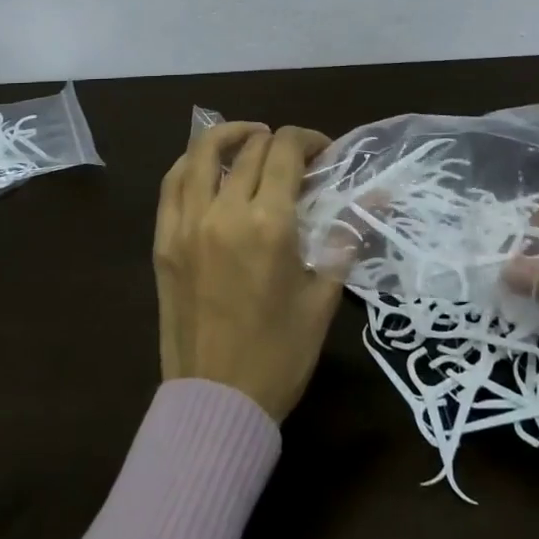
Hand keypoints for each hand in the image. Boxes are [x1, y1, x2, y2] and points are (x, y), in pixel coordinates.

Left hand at [154, 122, 341, 421]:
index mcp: (268, 224)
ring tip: (251, 140)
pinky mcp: (164, 240)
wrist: (217, 402)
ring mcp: (187, 224)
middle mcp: (224, 212)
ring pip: (203, 153)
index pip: (286, 151)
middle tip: (297, 160)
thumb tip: (375, 198)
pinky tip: (210, 167)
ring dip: (231, 136)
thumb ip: (345, 237)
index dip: (309, 139)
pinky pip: (173, 183)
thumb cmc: (280, 354)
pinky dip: (193, 162)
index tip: (324, 153)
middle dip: (280, 142)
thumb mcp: (322, 296)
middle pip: (251, 148)